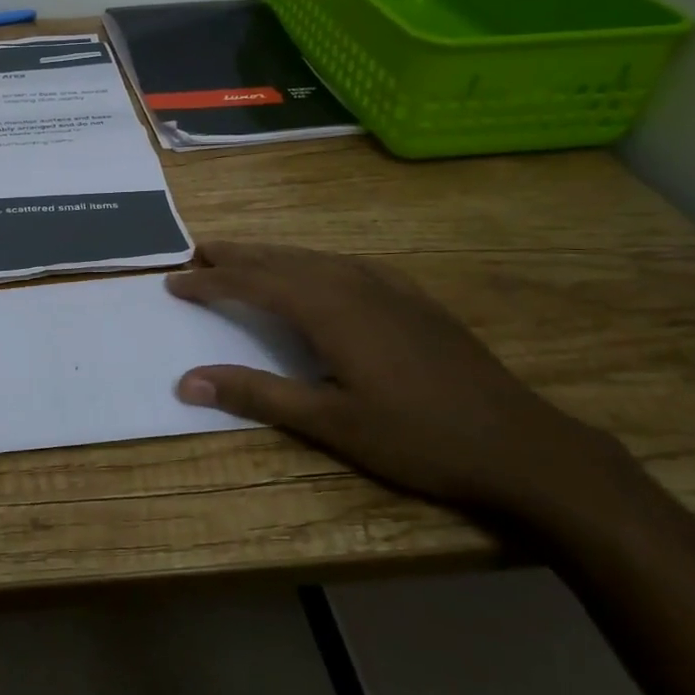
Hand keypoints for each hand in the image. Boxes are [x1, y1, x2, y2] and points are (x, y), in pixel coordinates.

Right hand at [166, 242, 639, 525]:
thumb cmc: (417, 438)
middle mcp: (352, 282)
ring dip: (271, 256)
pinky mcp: (412, 297)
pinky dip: (313, 262)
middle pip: (279, 259)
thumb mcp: (330, 423)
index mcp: (327, 308)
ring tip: (241, 256)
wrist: (520, 444)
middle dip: (235, 255)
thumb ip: (256, 394)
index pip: (252, 283)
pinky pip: (347, 264)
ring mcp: (388, 286)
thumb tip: (186, 381)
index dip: (210, 281)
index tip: (174, 281)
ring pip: (313, 257)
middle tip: (195, 251)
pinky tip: (316, 269)